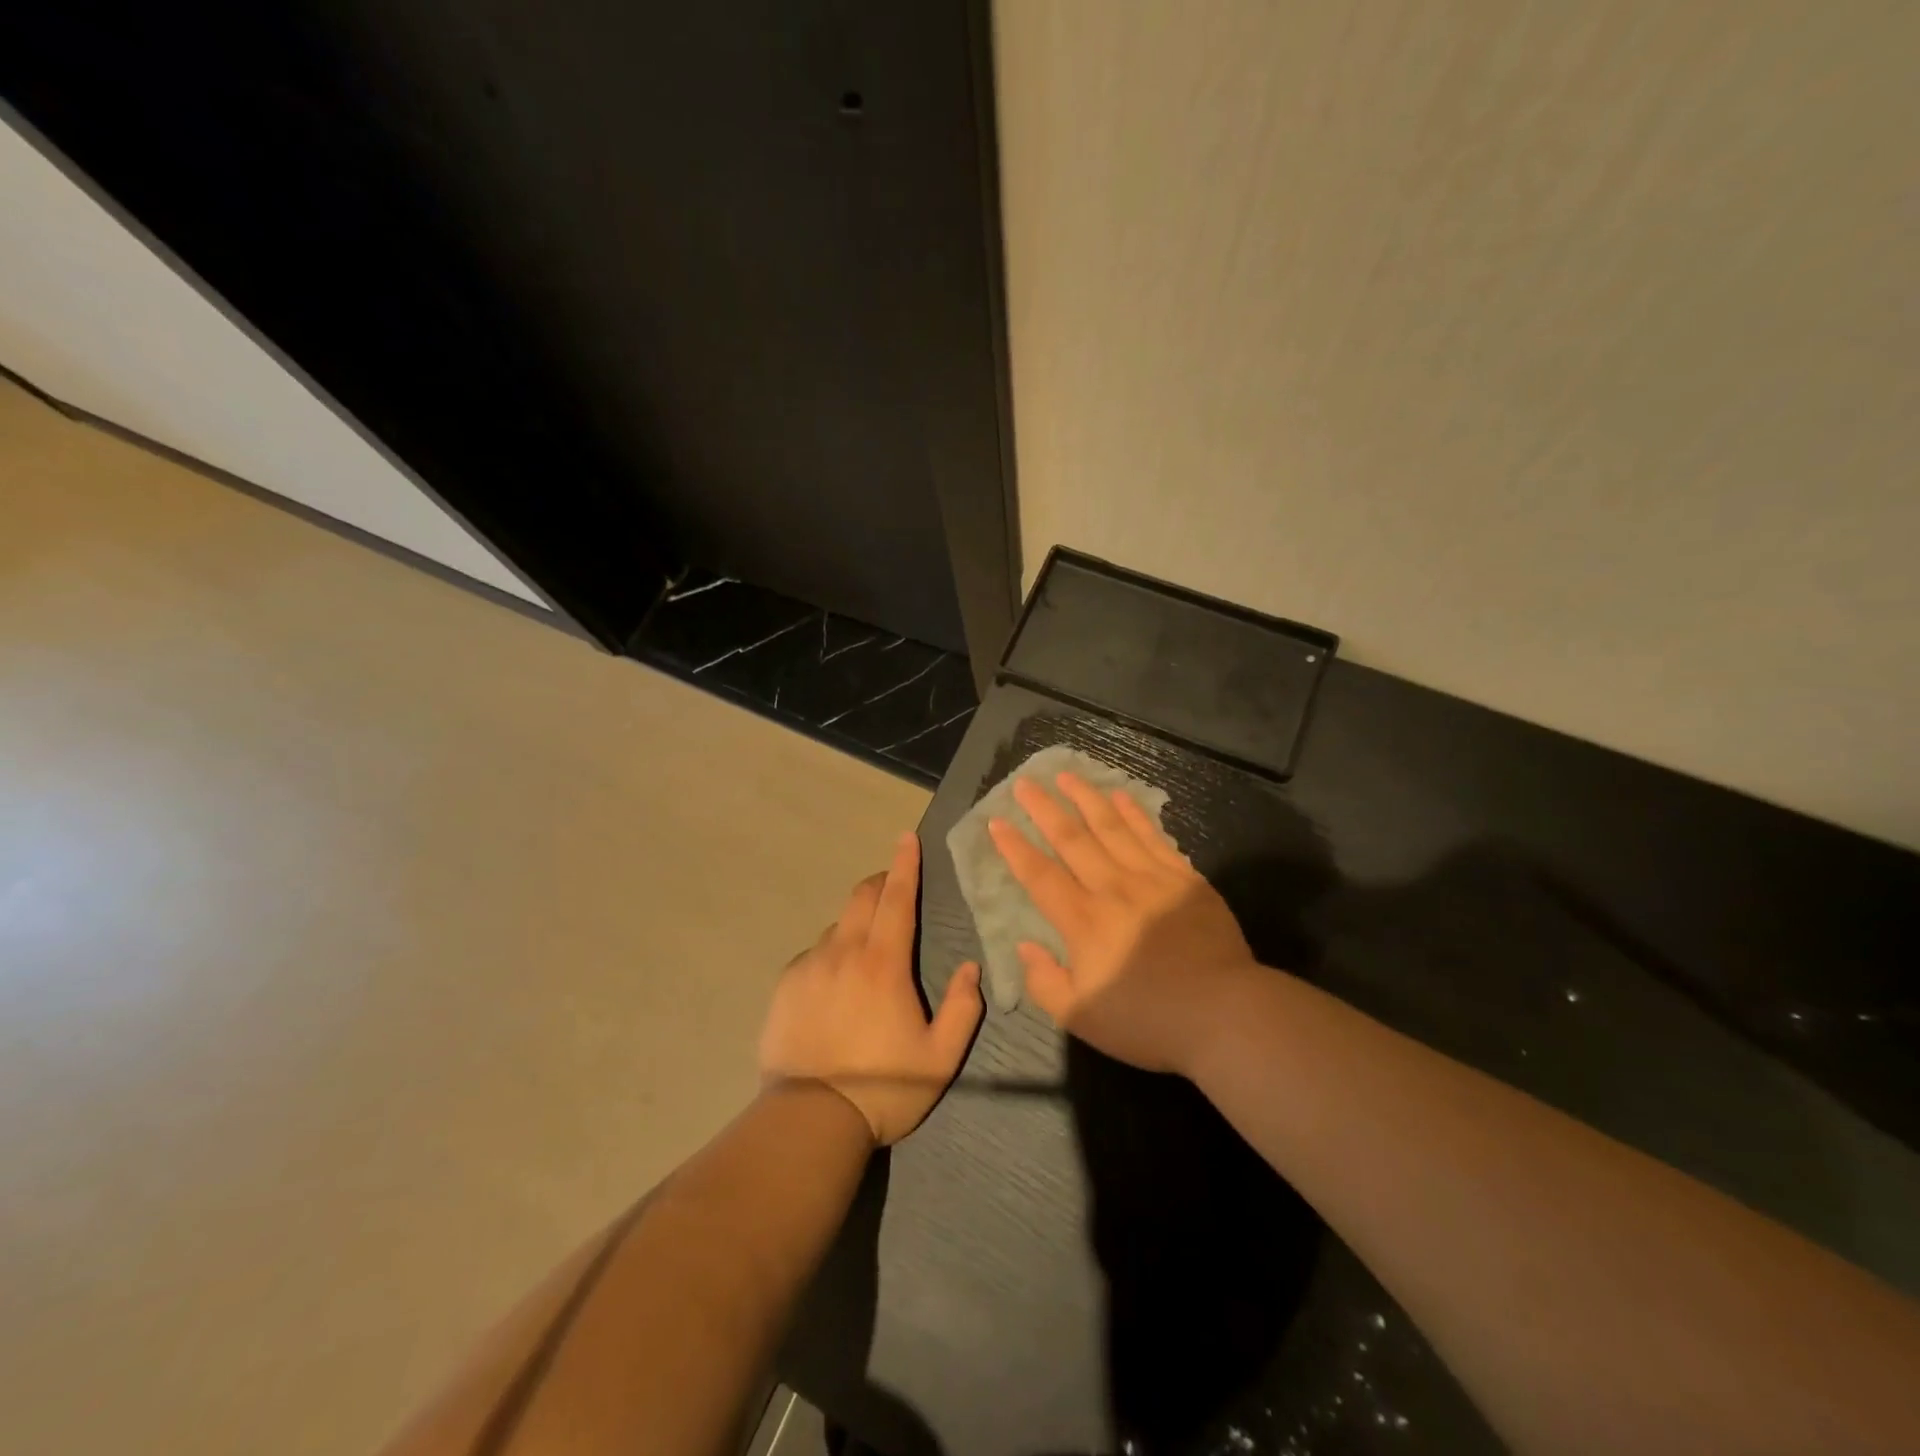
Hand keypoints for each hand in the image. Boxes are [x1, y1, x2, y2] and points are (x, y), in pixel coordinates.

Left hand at [758, 833, 983, 1145]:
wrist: (809, 1121)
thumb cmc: (884, 1087)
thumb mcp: (940, 1057)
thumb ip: (962, 1008)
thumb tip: (971, 968)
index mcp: (884, 963)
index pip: (897, 899)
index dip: (904, 865)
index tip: (907, 838)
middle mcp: (844, 953)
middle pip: (862, 898)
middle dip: (881, 883)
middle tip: (894, 886)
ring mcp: (810, 967)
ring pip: (837, 926)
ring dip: (856, 923)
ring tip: (867, 951)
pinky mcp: (786, 987)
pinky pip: (814, 955)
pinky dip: (831, 954)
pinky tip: (835, 984)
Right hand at [989, 771, 1256, 1075]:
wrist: (1225, 1014)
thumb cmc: (1148, 1021)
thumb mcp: (1081, 1018)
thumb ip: (1045, 982)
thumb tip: (1025, 946)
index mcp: (1083, 922)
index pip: (1040, 875)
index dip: (1015, 848)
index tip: (997, 822)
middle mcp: (1113, 889)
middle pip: (1072, 839)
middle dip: (1045, 809)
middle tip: (1025, 783)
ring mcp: (1152, 879)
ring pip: (1112, 827)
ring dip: (1086, 798)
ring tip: (1066, 775)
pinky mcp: (1185, 879)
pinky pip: (1153, 836)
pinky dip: (1134, 814)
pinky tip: (1121, 797)